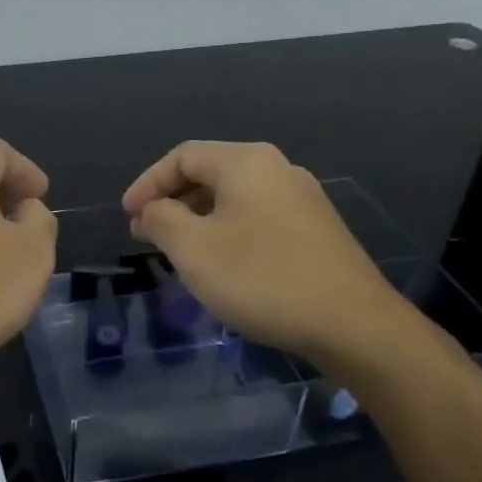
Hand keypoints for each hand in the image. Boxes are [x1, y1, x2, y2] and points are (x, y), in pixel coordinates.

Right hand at [122, 141, 421, 369]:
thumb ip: (161, 219)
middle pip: (209, 173)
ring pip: (234, 198)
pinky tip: (222, 264)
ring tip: (178, 252)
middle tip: (146, 235)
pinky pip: (257, 218)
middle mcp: (277, 169)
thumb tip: (151, 210)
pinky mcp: (316, 230)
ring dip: (198, 219)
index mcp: (246, 162)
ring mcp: (302, 199)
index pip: (182, 156)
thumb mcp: (193, 249)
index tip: (128, 217)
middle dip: (172, 202)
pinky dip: (228, 232)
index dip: (148, 183)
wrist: (353, 324)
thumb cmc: (261, 277)